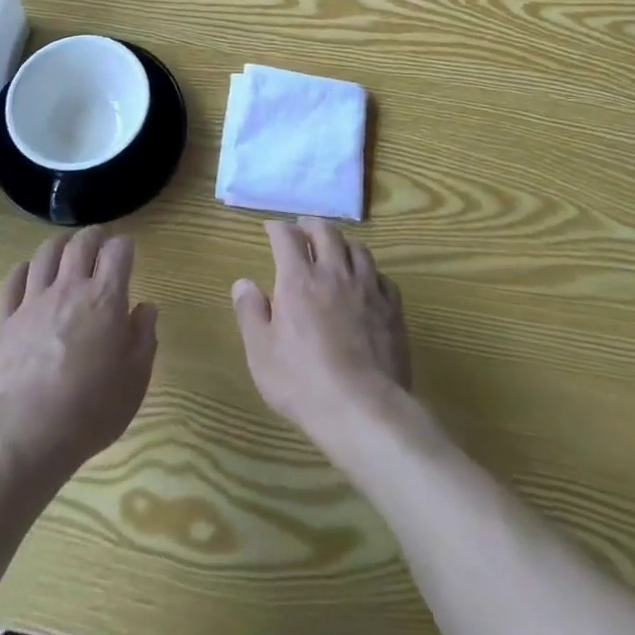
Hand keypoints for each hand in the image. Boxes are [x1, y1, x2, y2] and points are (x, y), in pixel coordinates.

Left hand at [0, 227, 157, 477]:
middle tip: (98, 241)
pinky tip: (28, 273)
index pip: (118, 251)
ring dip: (59, 246)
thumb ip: (144, 336)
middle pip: (81, 243)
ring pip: (45, 254)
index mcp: (105, 298)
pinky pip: (12, 280)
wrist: (29, 433)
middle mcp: (70, 288)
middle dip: (93, 236)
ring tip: (65, 250)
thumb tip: (145, 308)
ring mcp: (33, 301)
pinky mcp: (4, 320)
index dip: (124, 246)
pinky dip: (23, 270)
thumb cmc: (92, 408)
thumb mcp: (136, 378)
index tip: (126, 252)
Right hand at [231, 219, 411, 451]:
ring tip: (336, 249)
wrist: (363, 408)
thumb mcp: (261, 353)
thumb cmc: (303, 382)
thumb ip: (250, 313)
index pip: (287, 237)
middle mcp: (333, 273)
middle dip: (311, 225)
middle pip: (326, 232)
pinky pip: (382, 276)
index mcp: (298, 280)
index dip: (277, 228)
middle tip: (303, 229)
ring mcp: (367, 288)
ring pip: (357, 248)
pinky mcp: (391, 308)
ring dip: (342, 243)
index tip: (271, 228)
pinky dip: (370, 271)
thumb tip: (243, 283)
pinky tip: (367, 281)